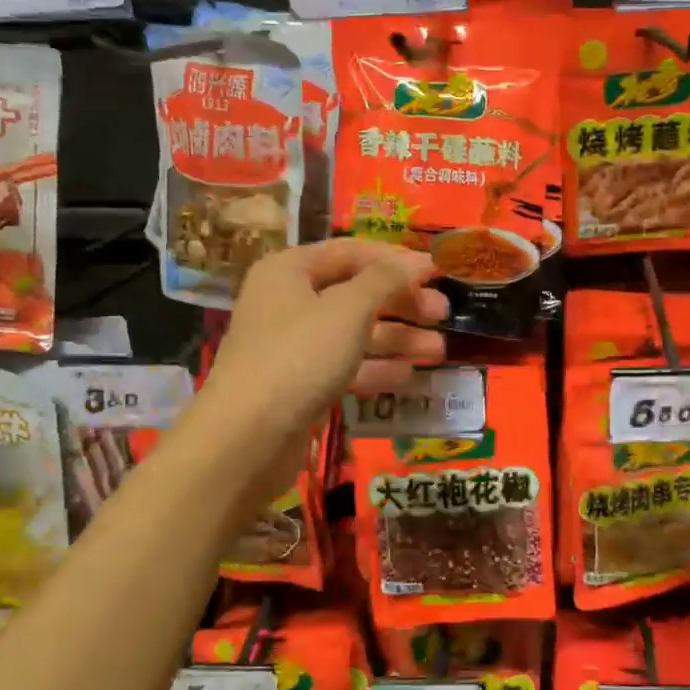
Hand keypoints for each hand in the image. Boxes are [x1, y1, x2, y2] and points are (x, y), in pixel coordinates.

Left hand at [198, 240, 446, 453]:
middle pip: (356, 293)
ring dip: (397, 339)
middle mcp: (288, 302)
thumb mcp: (349, 309)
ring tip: (439, 351)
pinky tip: (408, 377)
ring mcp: (293, 346)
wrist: (246, 438)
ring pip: (354, 333)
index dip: (397, 260)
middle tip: (443, 314)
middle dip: (402, 303)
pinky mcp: (299, 385)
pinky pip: (345, 366)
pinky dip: (376, 369)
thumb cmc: (299, 356)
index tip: (439, 272)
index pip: (352, 252)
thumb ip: (386, 280)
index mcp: (290, 270)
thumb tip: (417, 261)